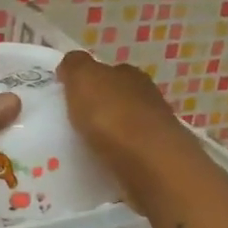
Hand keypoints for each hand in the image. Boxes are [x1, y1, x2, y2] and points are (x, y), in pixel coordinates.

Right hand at [56, 50, 197, 197]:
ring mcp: (156, 128)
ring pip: (126, 126)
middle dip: (100, 108)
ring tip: (85, 147)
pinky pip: (130, 153)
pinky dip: (118, 156)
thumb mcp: (82, 78)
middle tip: (75, 123)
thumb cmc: (111, 114)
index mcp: (129, 74)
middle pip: (119, 98)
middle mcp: (147, 96)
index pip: (109, 71)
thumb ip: (74, 65)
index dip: (90, 81)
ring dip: (109, 134)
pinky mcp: (158, 158)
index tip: (71, 96)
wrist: (149, 161)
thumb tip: (70, 64)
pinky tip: (103, 164)